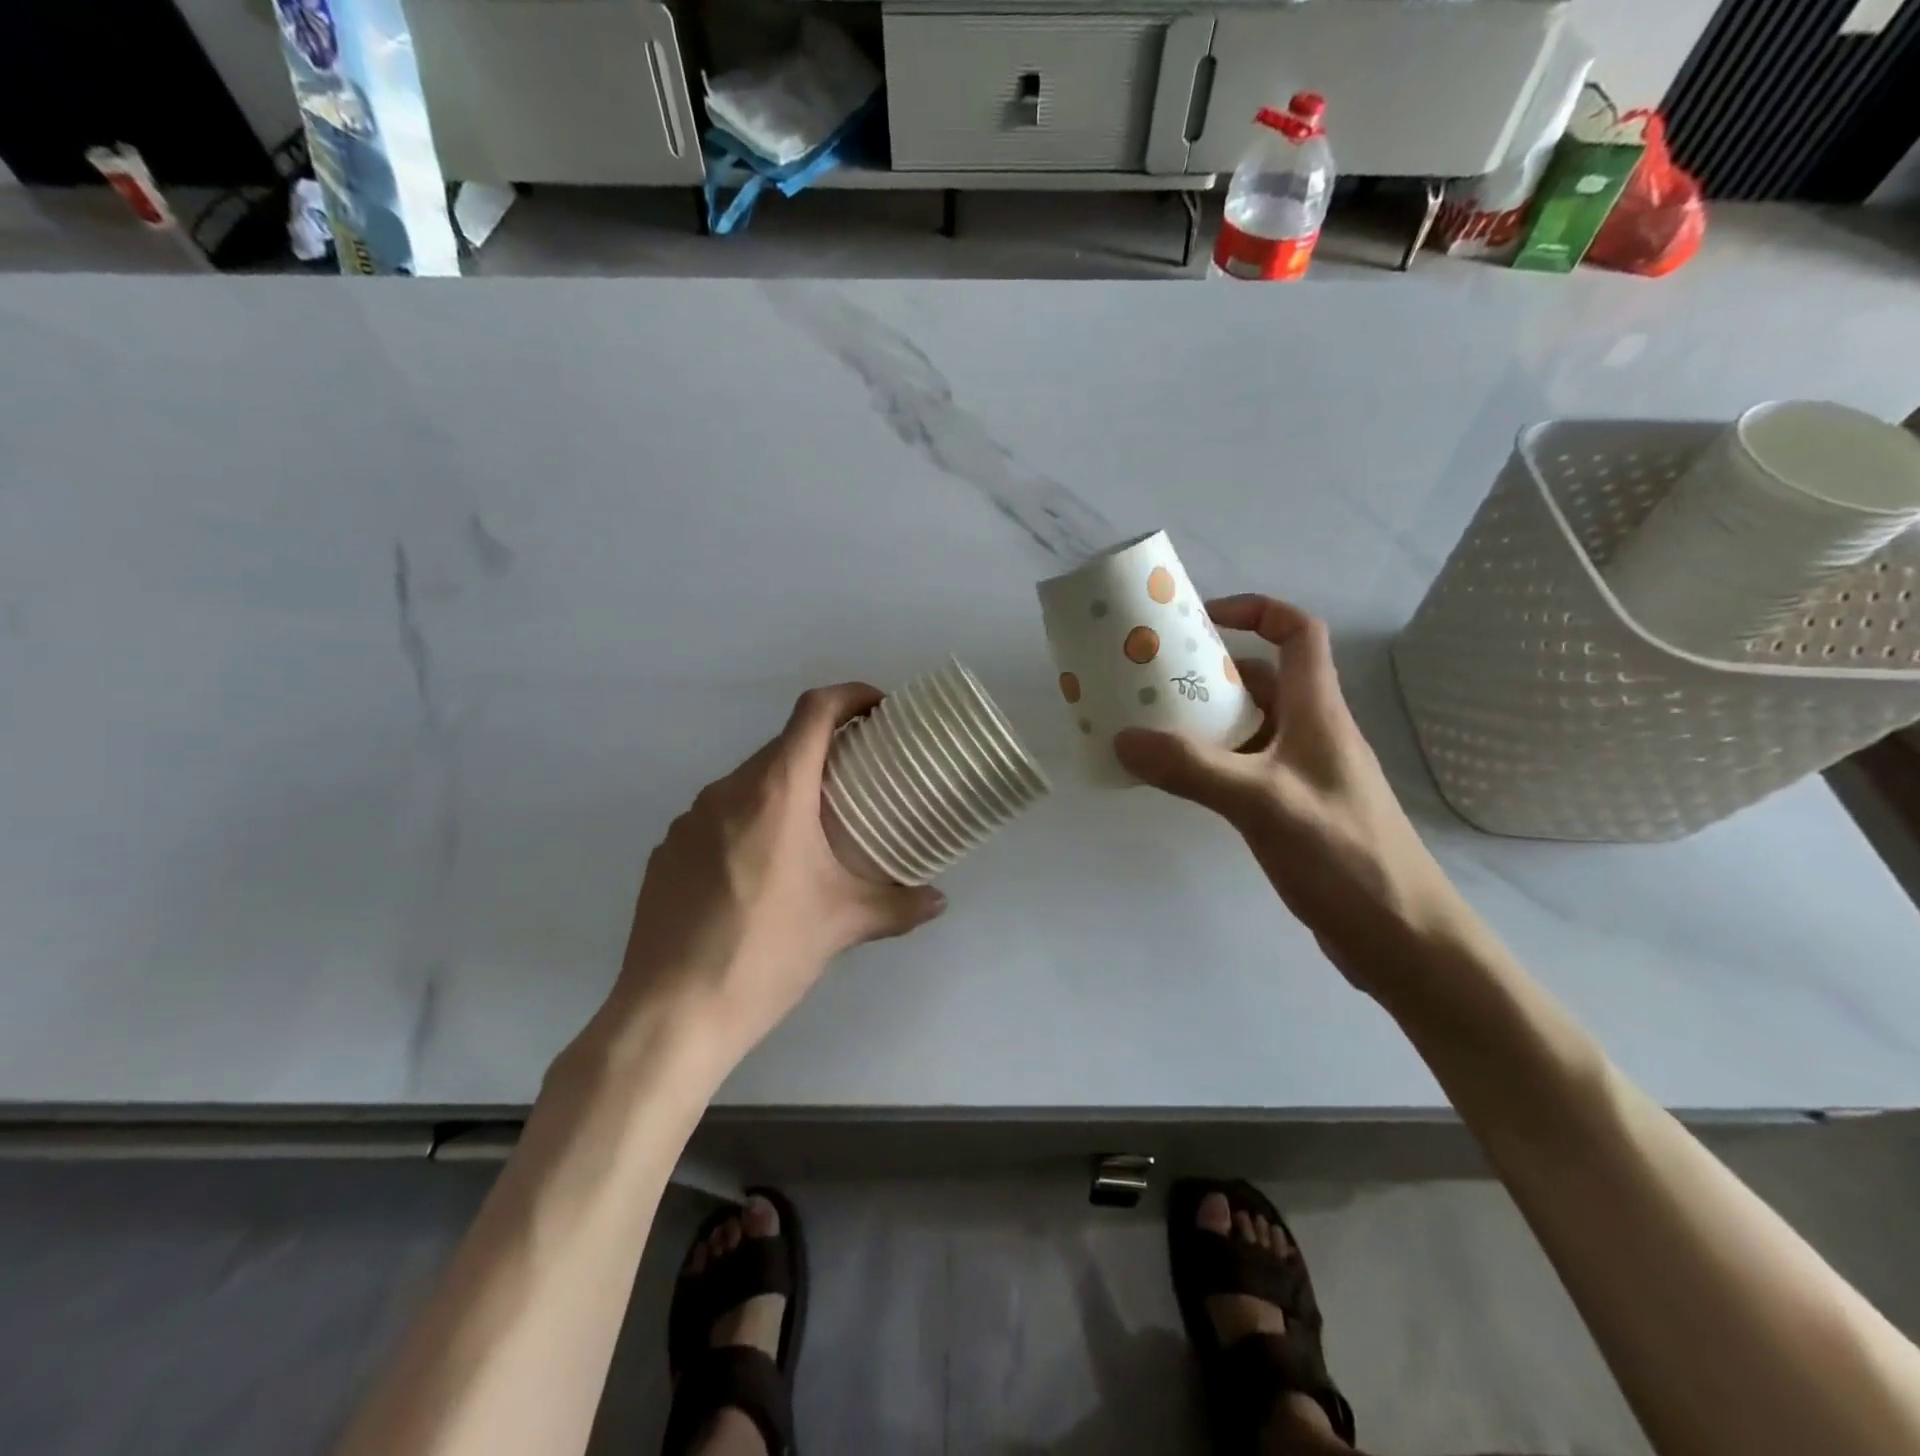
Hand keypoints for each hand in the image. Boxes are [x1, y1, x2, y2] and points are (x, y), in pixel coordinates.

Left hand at [606, 683, 945, 1071]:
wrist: (671, 1013)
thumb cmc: (766, 954)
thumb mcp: (842, 926)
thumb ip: (898, 906)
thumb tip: (939, 900)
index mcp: (775, 793)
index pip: (813, 712)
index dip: (850, 695)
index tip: (879, 708)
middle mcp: (726, 791)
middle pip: (782, 747)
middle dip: (824, 751)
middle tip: (858, 779)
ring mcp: (687, 820)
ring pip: (747, 784)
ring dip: (784, 791)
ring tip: (811, 831)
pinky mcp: (666, 852)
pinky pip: (716, 818)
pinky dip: (747, 823)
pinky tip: (759, 872)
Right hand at [1113, 594, 1463, 993]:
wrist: (1400, 937)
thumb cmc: (1343, 855)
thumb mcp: (1262, 803)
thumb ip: (1192, 769)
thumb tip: (1123, 738)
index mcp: (1316, 711)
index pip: (1297, 633)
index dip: (1255, 611)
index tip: (1201, 620)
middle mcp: (1311, 733)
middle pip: (1261, 679)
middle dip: (1208, 671)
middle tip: (1151, 680)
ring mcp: (1302, 774)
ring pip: (1248, 727)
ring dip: (1204, 721)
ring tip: (1149, 727)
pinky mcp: (1293, 810)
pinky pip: (1243, 768)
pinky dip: (1209, 763)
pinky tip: (1176, 781)